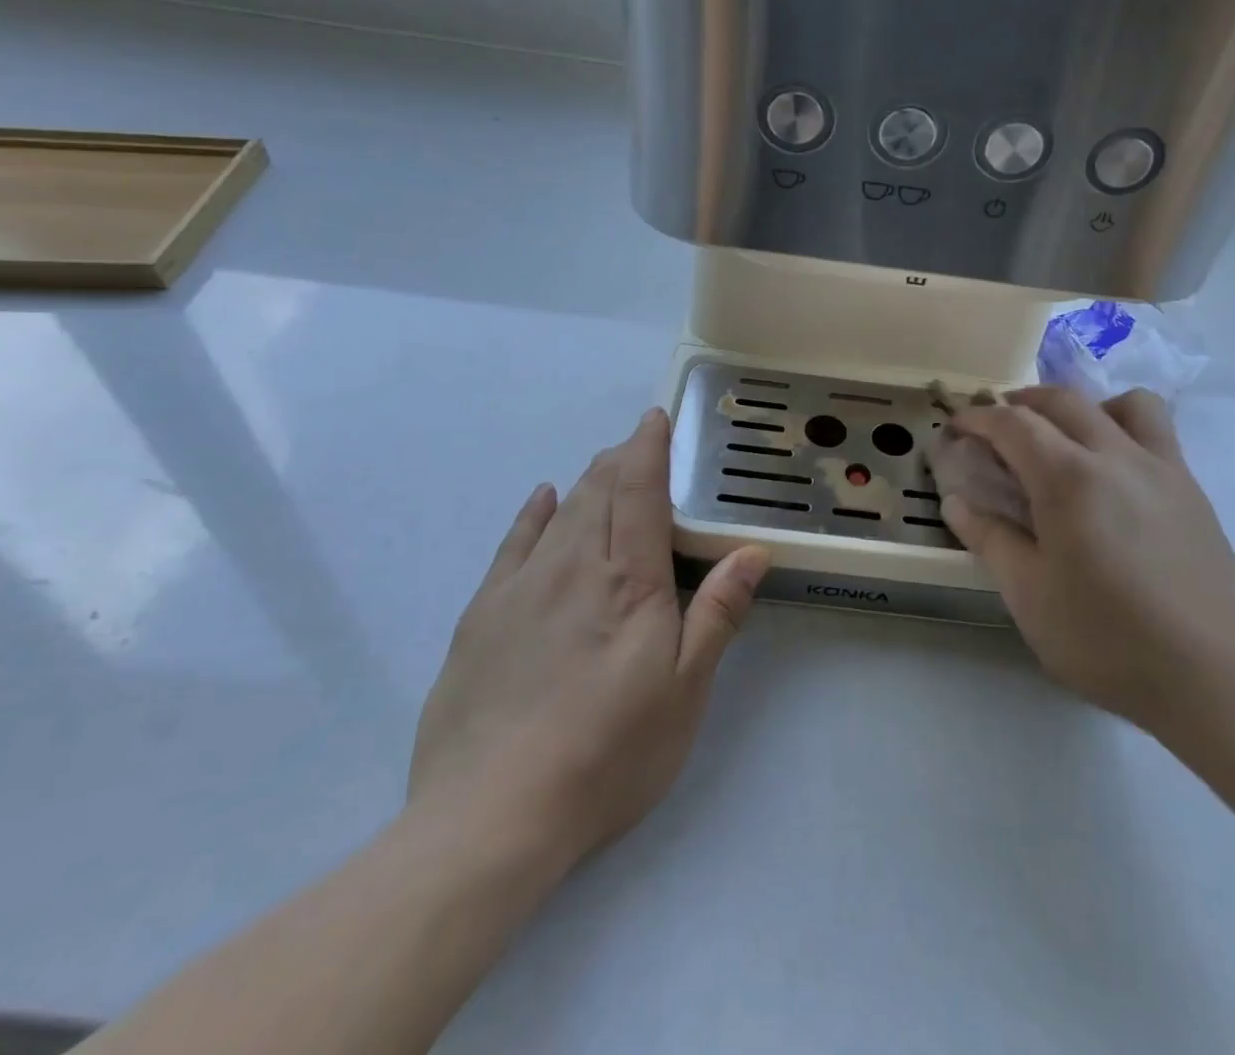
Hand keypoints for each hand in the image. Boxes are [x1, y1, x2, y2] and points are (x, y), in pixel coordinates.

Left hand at [407, 409, 768, 870]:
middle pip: (598, 490)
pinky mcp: (483, 614)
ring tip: (605, 465)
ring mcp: (521, 587)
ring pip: (560, 511)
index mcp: (626, 579)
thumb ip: (717, 612)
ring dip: (587, 481)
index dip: (648, 447)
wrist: (491, 816)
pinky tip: (542, 498)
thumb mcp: (684, 691)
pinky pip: (513, 543)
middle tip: (639, 442)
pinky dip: (533, 513)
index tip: (656, 418)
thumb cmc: (607, 753)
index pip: (638, 489)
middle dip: (621, 459)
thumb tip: (752, 550)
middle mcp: (572, 566)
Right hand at [942, 386, 1234, 737]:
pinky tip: (1111, 475)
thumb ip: (989, 539)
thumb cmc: (1108, 639)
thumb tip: (956, 501)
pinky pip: (1155, 431)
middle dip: (1020, 402)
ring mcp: (1162, 468)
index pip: (1013, 423)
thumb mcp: (1029, 595)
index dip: (977, 418)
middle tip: (995, 426)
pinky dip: (1122, 426)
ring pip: (1122, 402)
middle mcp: (1116, 455)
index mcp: (1069, 478)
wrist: (1215, 679)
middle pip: (1062, 400)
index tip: (955, 427)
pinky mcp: (1191, 489)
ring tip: (1063, 438)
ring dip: (1081, 406)